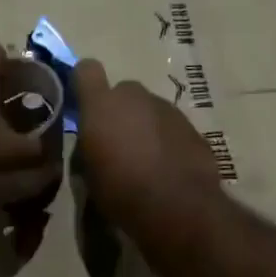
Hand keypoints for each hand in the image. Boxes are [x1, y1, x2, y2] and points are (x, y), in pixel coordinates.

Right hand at [71, 59, 221, 230]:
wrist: (178, 207)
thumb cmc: (121, 192)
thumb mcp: (88, 175)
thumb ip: (88, 148)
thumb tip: (92, 145)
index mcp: (102, 105)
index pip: (86, 70)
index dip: (84, 83)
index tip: (84, 103)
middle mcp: (134, 97)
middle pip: (123, 91)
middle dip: (120, 111)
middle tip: (118, 142)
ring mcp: (167, 108)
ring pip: (149, 109)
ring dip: (145, 126)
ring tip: (146, 160)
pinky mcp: (191, 126)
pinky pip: (171, 126)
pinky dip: (167, 140)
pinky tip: (168, 168)